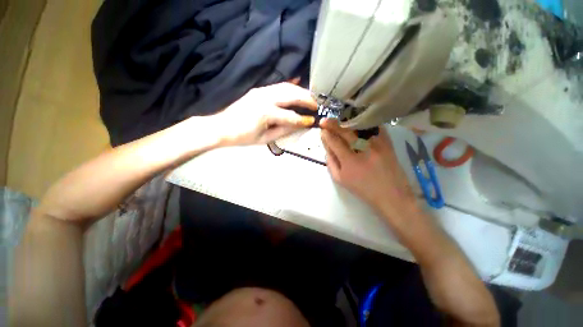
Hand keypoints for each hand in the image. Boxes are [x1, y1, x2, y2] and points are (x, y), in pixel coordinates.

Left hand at [215, 82, 316, 145]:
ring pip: (286, 87)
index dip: (302, 120)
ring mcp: (261, 91)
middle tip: (317, 104)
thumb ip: (283, 131)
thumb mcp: (264, 139)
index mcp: (266, 113)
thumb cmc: (243, 137)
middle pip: (291, 94)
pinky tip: (298, 85)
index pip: (290, 116)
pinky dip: (290, 86)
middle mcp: (265, 98)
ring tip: (310, 97)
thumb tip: (299, 126)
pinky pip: (278, 85)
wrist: (221, 126)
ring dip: (300, 91)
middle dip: (306, 98)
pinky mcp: (259, 90)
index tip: (313, 121)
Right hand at [320, 119, 417, 221]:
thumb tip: (327, 148)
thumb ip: (331, 163)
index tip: (321, 130)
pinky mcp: (387, 143)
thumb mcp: (341, 180)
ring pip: (359, 127)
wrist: (391, 195)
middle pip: (345, 132)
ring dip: (347, 121)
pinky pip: (374, 128)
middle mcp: (363, 149)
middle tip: (325, 120)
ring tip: (338, 118)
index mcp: (349, 161)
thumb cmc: (363, 189)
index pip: (334, 142)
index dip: (326, 135)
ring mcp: (377, 144)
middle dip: (332, 124)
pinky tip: (357, 120)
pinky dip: (364, 123)